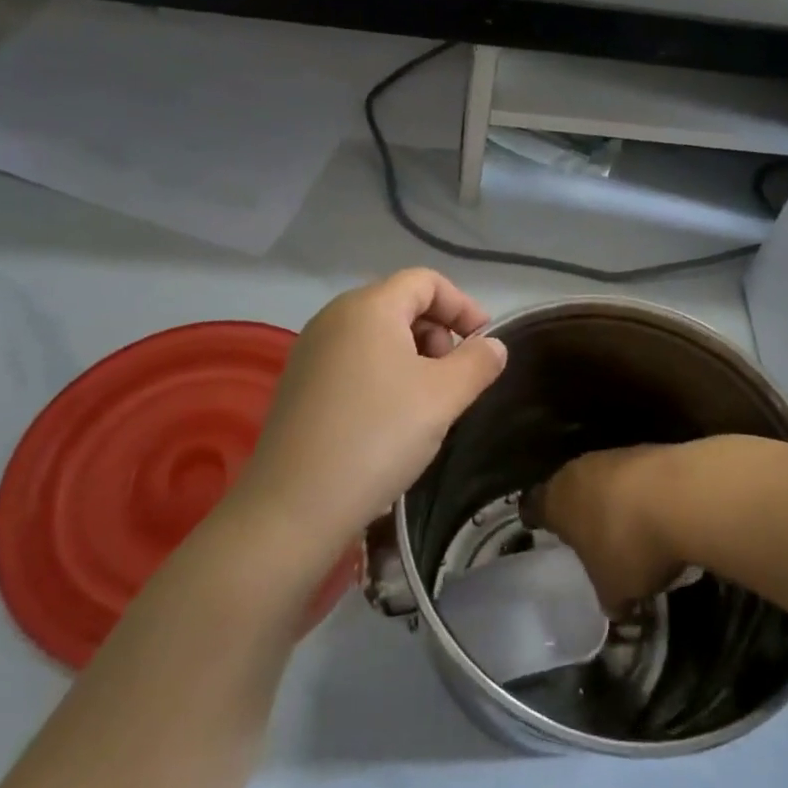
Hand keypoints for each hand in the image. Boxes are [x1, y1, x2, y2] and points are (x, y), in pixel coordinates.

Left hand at [241, 269, 506, 552]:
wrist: (293, 506)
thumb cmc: (378, 437)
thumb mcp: (443, 397)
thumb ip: (477, 363)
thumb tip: (493, 346)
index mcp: (368, 307)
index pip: (425, 281)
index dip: (462, 305)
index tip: (484, 343)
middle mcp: (334, 317)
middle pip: (400, 304)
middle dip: (438, 332)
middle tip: (455, 377)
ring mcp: (311, 350)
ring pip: (377, 335)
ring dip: (413, 356)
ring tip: (427, 401)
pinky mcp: (299, 383)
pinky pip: (353, 360)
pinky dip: (383, 374)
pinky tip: (391, 418)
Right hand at [529, 442, 694, 615]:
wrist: (682, 496)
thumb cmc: (628, 546)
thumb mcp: (615, 589)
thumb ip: (608, 597)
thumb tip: (615, 608)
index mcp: (556, 501)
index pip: (533, 507)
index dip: (536, 518)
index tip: (538, 527)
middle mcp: (578, 470)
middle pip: (569, 487)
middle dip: (578, 509)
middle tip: (587, 534)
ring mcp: (614, 456)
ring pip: (604, 478)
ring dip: (613, 499)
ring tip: (627, 527)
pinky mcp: (648, 450)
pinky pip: (636, 476)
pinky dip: (642, 493)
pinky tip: (658, 515)